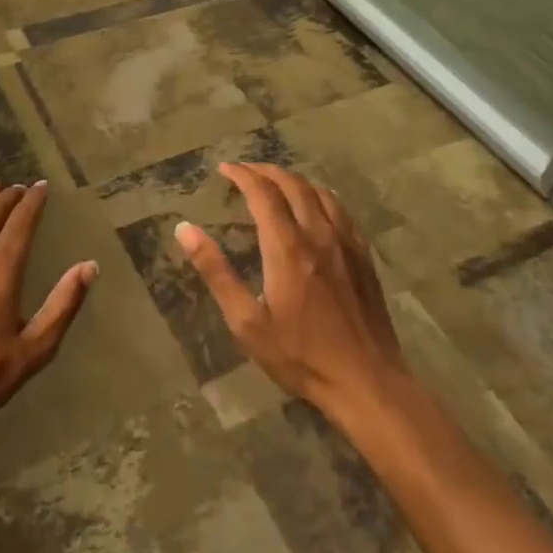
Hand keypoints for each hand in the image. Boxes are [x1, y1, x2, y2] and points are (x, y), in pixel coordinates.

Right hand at [176, 163, 407, 418]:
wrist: (367, 383)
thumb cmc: (300, 356)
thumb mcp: (247, 322)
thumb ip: (216, 272)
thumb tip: (185, 229)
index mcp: (287, 248)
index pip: (263, 193)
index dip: (242, 175)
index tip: (224, 169)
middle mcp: (318, 235)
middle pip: (292, 185)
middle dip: (265, 171)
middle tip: (244, 171)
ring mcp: (346, 244)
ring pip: (319, 192)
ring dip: (293, 179)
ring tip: (275, 181)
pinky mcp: (363, 256)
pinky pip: (341, 210)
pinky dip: (320, 196)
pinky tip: (315, 205)